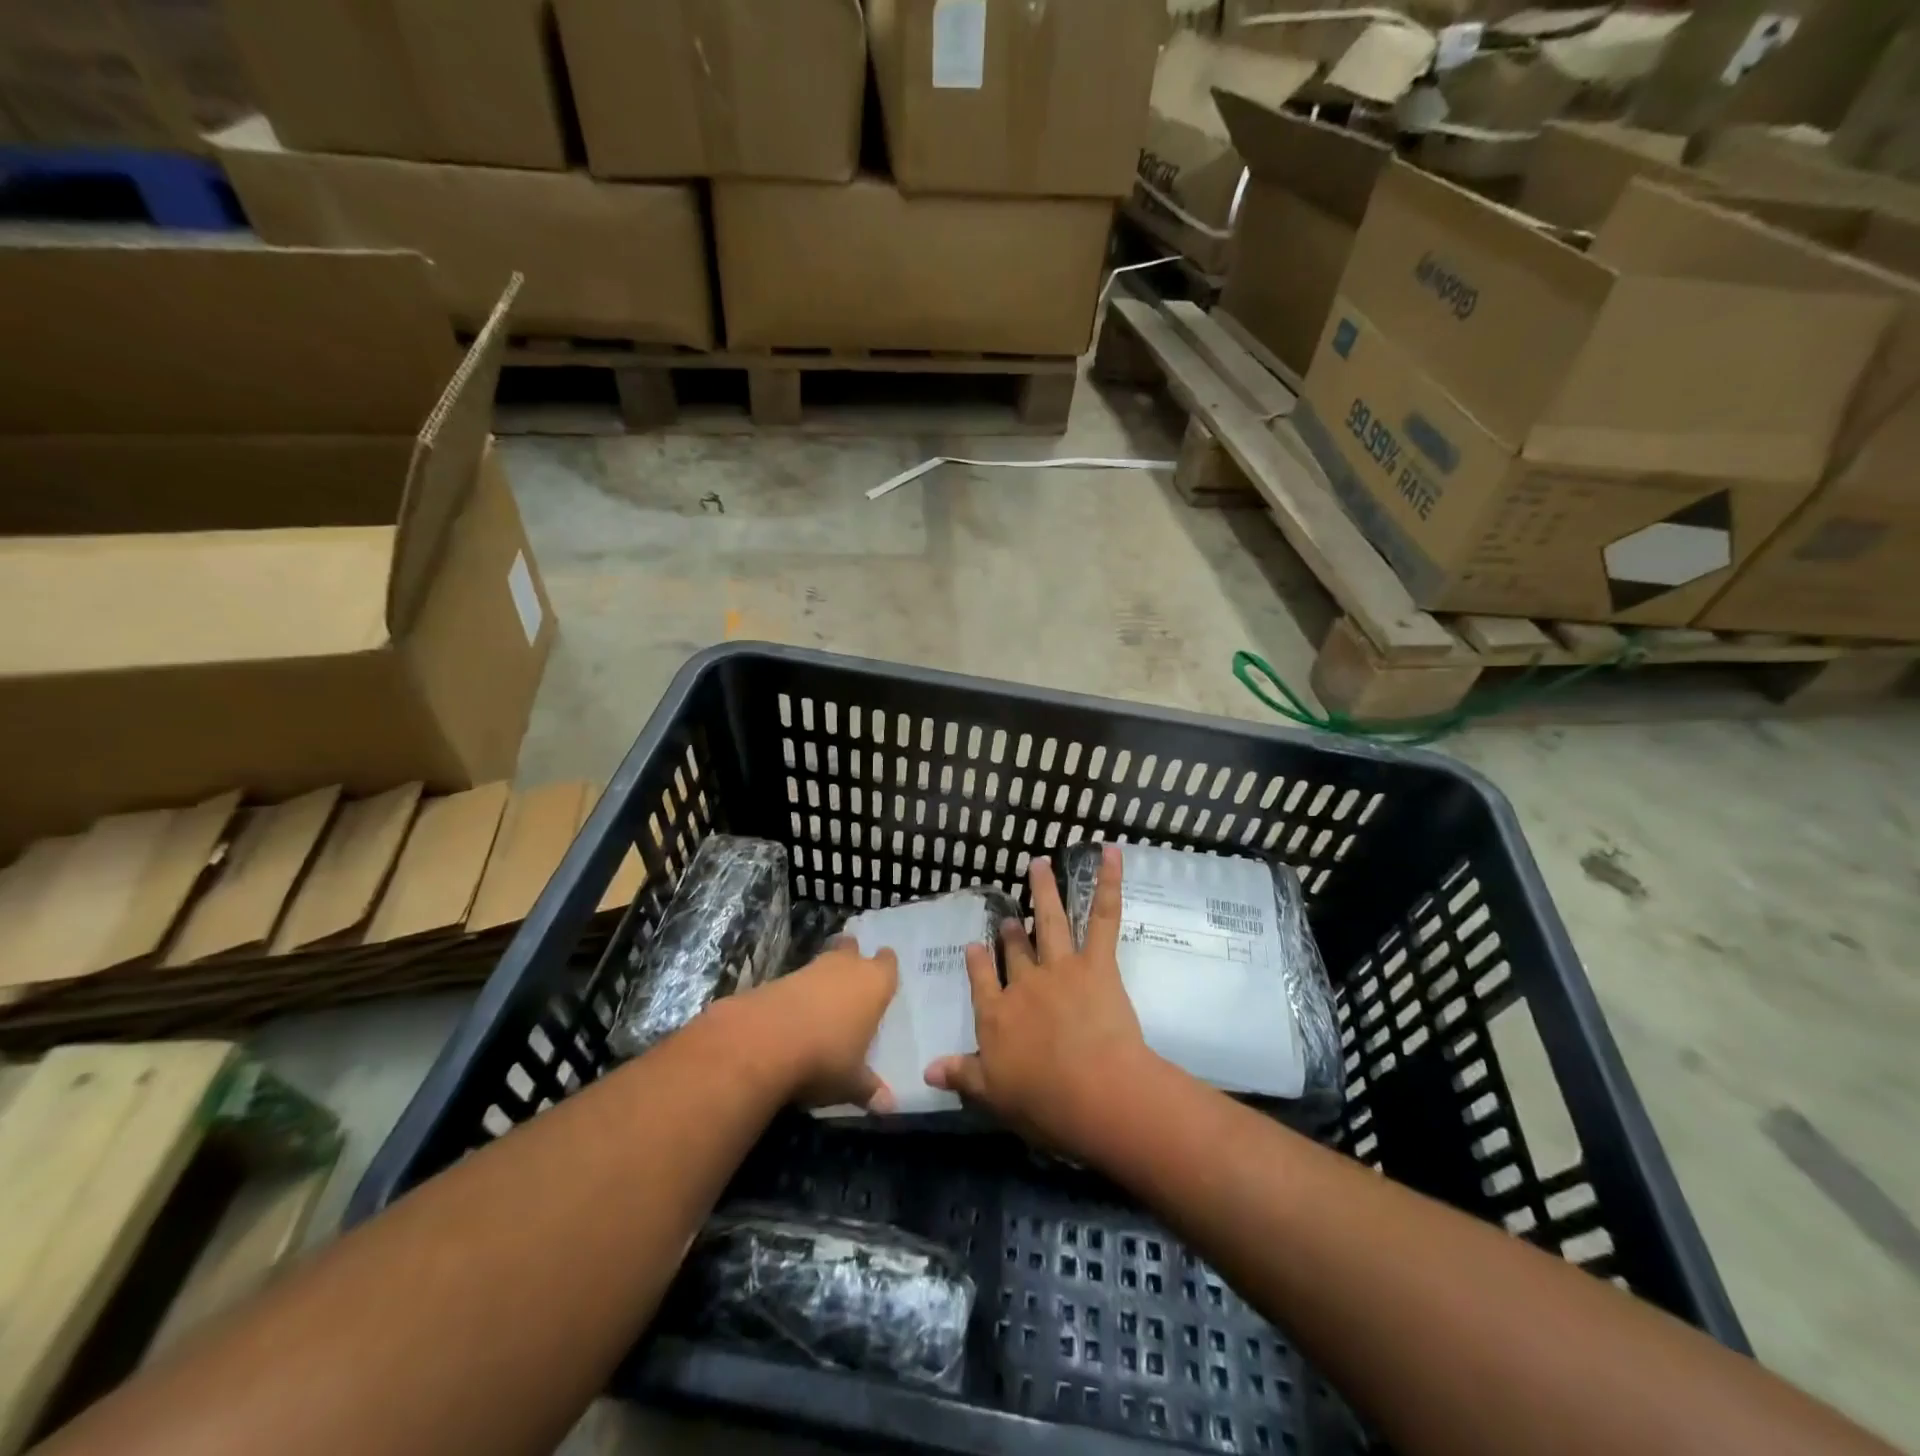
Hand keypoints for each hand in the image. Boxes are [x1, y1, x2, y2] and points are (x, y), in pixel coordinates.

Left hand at [732, 938, 898, 1111]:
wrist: (763, 1042)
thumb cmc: (825, 1057)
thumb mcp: (851, 1082)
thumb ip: (869, 1089)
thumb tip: (888, 1107)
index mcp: (873, 984)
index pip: (887, 964)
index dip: (886, 967)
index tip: (884, 974)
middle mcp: (845, 968)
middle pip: (852, 950)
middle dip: (852, 958)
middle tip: (852, 975)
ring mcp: (809, 970)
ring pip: (823, 962)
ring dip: (823, 976)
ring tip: (823, 998)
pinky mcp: (777, 979)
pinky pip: (796, 980)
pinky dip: (797, 993)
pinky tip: (794, 1013)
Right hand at [925, 844, 1155, 1152]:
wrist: (1094, 1092)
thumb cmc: (1044, 1102)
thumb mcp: (993, 1096)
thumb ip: (962, 1076)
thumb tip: (927, 1069)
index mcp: (996, 1015)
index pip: (982, 981)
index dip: (978, 961)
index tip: (975, 945)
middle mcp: (1024, 983)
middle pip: (1016, 950)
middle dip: (1012, 931)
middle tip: (1010, 915)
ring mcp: (1060, 968)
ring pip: (1050, 922)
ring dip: (1045, 890)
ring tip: (1039, 864)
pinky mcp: (1096, 963)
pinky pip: (1103, 916)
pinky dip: (1108, 882)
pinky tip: (1110, 853)